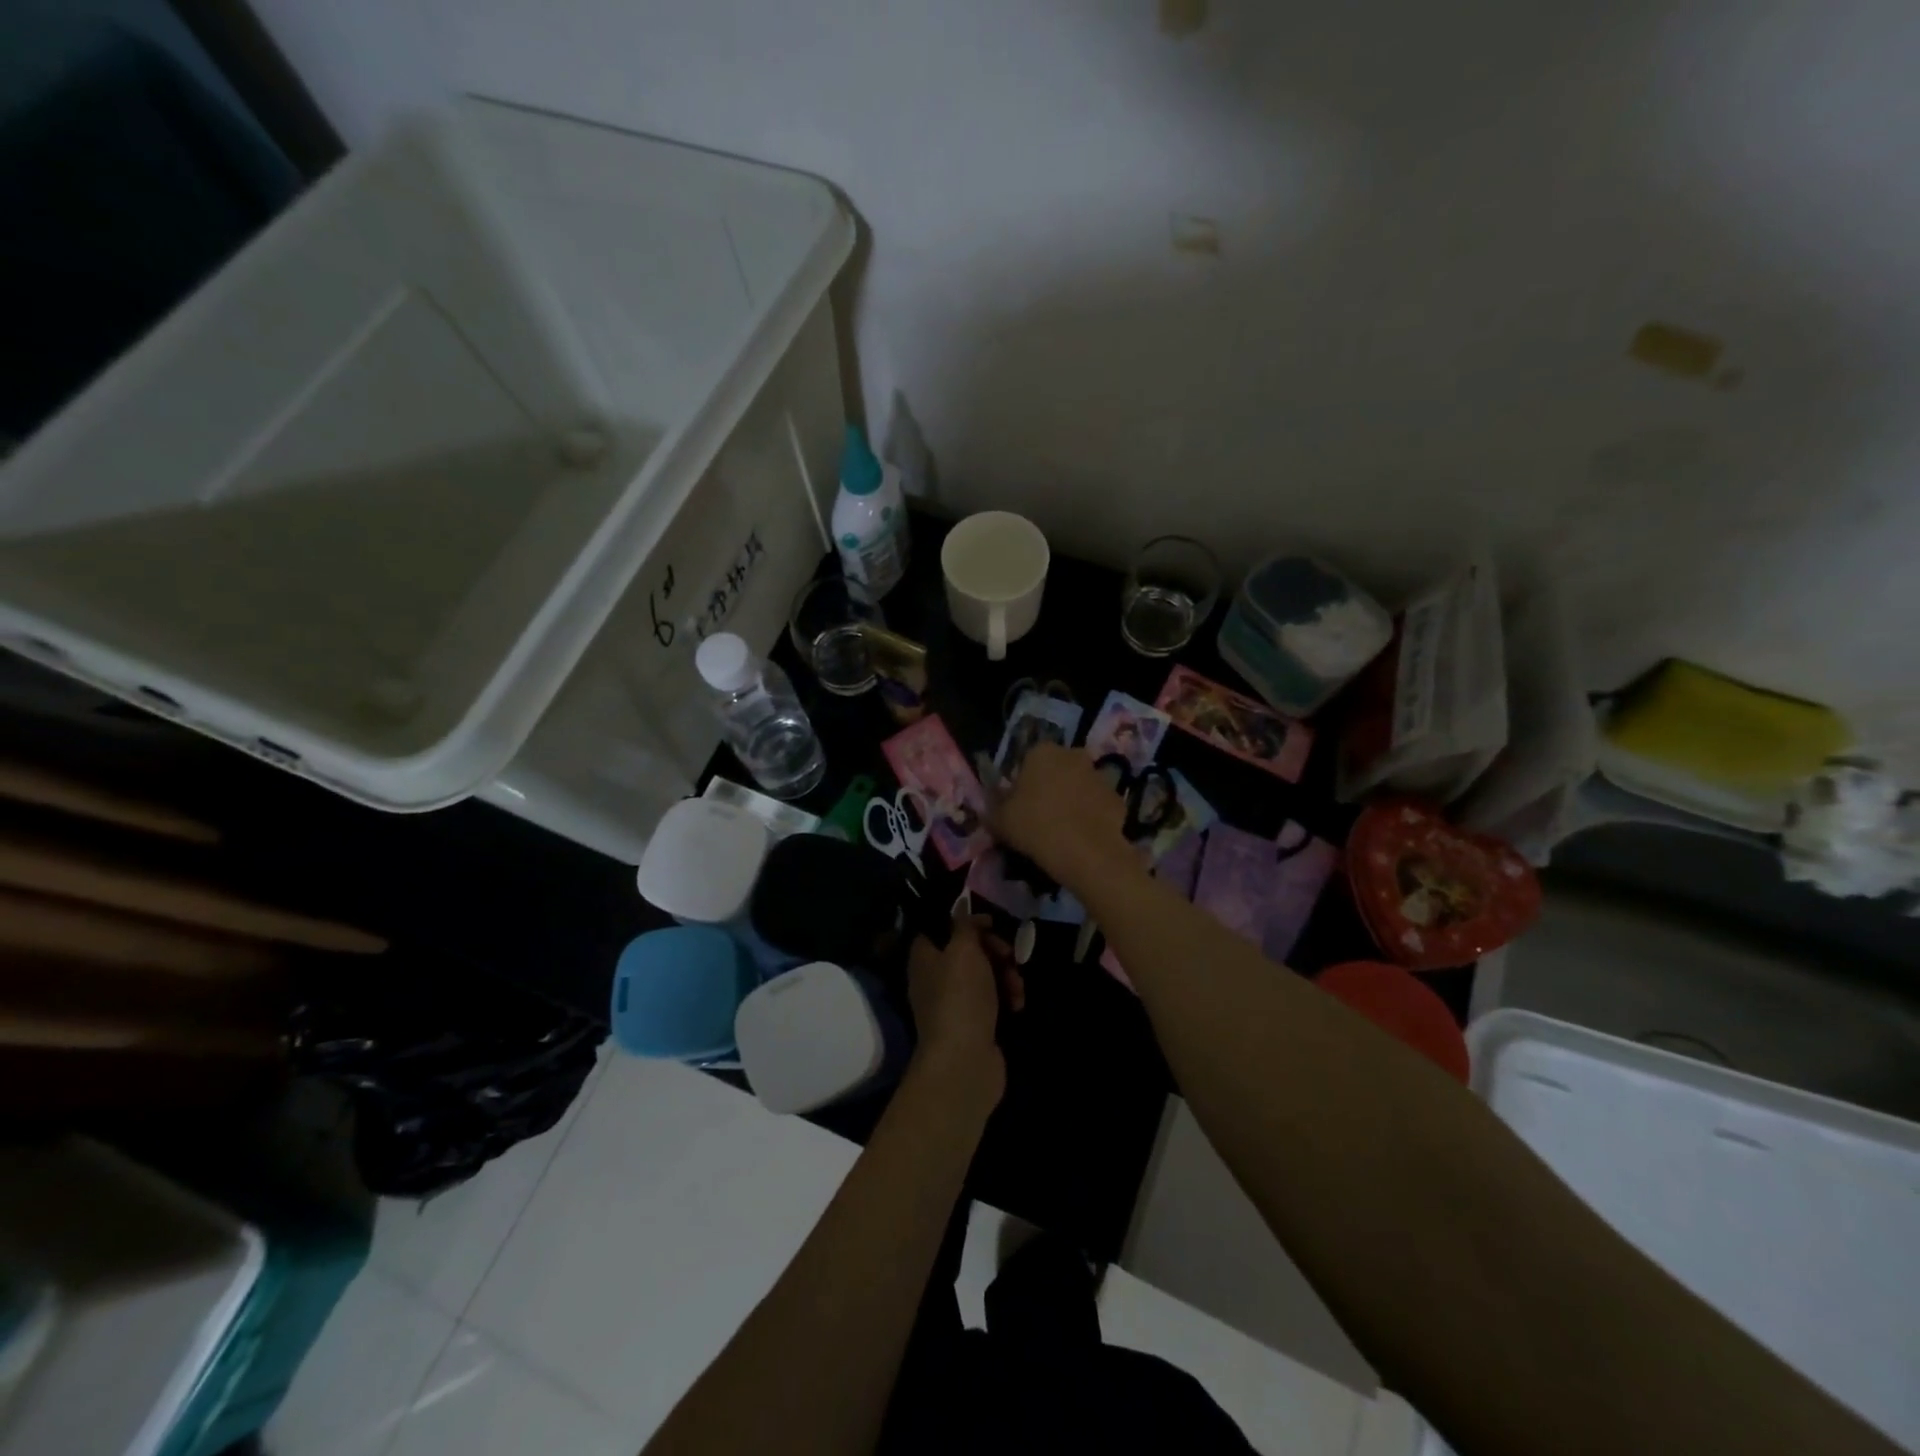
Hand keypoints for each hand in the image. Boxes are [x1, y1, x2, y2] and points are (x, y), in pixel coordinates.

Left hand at [907, 913, 1021, 1109]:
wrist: (965, 1061)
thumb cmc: (960, 997)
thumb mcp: (963, 950)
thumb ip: (965, 925)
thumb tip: (960, 905)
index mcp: (924, 956)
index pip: (942, 927)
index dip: (967, 922)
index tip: (992, 924)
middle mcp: (935, 977)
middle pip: (968, 951)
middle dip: (995, 951)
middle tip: (1010, 957)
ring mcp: (954, 1003)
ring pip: (985, 975)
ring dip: (1006, 976)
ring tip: (1016, 988)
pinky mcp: (973, 1023)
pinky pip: (992, 1000)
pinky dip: (1006, 998)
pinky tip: (1017, 1006)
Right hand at [986, 742, 1140, 893]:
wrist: (1085, 852)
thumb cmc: (1035, 827)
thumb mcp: (999, 820)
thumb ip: (993, 806)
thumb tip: (993, 802)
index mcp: (1042, 752)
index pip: (1028, 760)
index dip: (1022, 782)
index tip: (1019, 804)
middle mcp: (1073, 755)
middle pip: (1057, 769)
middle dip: (1051, 785)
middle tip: (1041, 815)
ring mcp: (1099, 776)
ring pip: (1080, 785)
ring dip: (1073, 799)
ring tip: (1063, 829)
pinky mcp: (1117, 798)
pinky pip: (1098, 804)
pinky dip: (1092, 815)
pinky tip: (1083, 837)